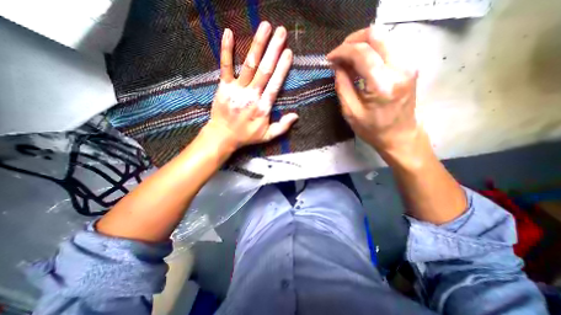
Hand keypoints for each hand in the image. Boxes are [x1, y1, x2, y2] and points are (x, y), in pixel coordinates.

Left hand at [202, 21, 297, 151]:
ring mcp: (237, 90)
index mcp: (263, 107)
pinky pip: (225, 66)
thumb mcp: (267, 136)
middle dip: (274, 50)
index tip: (288, 52)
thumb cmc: (246, 136)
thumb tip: (296, 116)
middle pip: (264, 70)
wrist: (223, 136)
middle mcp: (251, 96)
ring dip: (257, 45)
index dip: (282, 68)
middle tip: (281, 32)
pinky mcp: (223, 87)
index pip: (275, 84)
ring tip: (265, 27)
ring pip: (249, 65)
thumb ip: (282, 127)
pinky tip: (229, 33)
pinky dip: (226, 50)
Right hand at [328, 24, 418, 156]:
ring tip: (347, 60)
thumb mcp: (351, 112)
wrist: (400, 136)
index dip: (342, 51)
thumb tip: (337, 66)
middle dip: (352, 41)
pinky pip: (388, 47)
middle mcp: (400, 68)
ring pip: (383, 38)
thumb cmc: (373, 129)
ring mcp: (409, 64)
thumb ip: (342, 87)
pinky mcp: (410, 66)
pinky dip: (371, 50)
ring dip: (361, 45)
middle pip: (376, 35)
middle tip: (338, 55)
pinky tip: (361, 63)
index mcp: (383, 85)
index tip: (330, 58)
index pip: (362, 53)